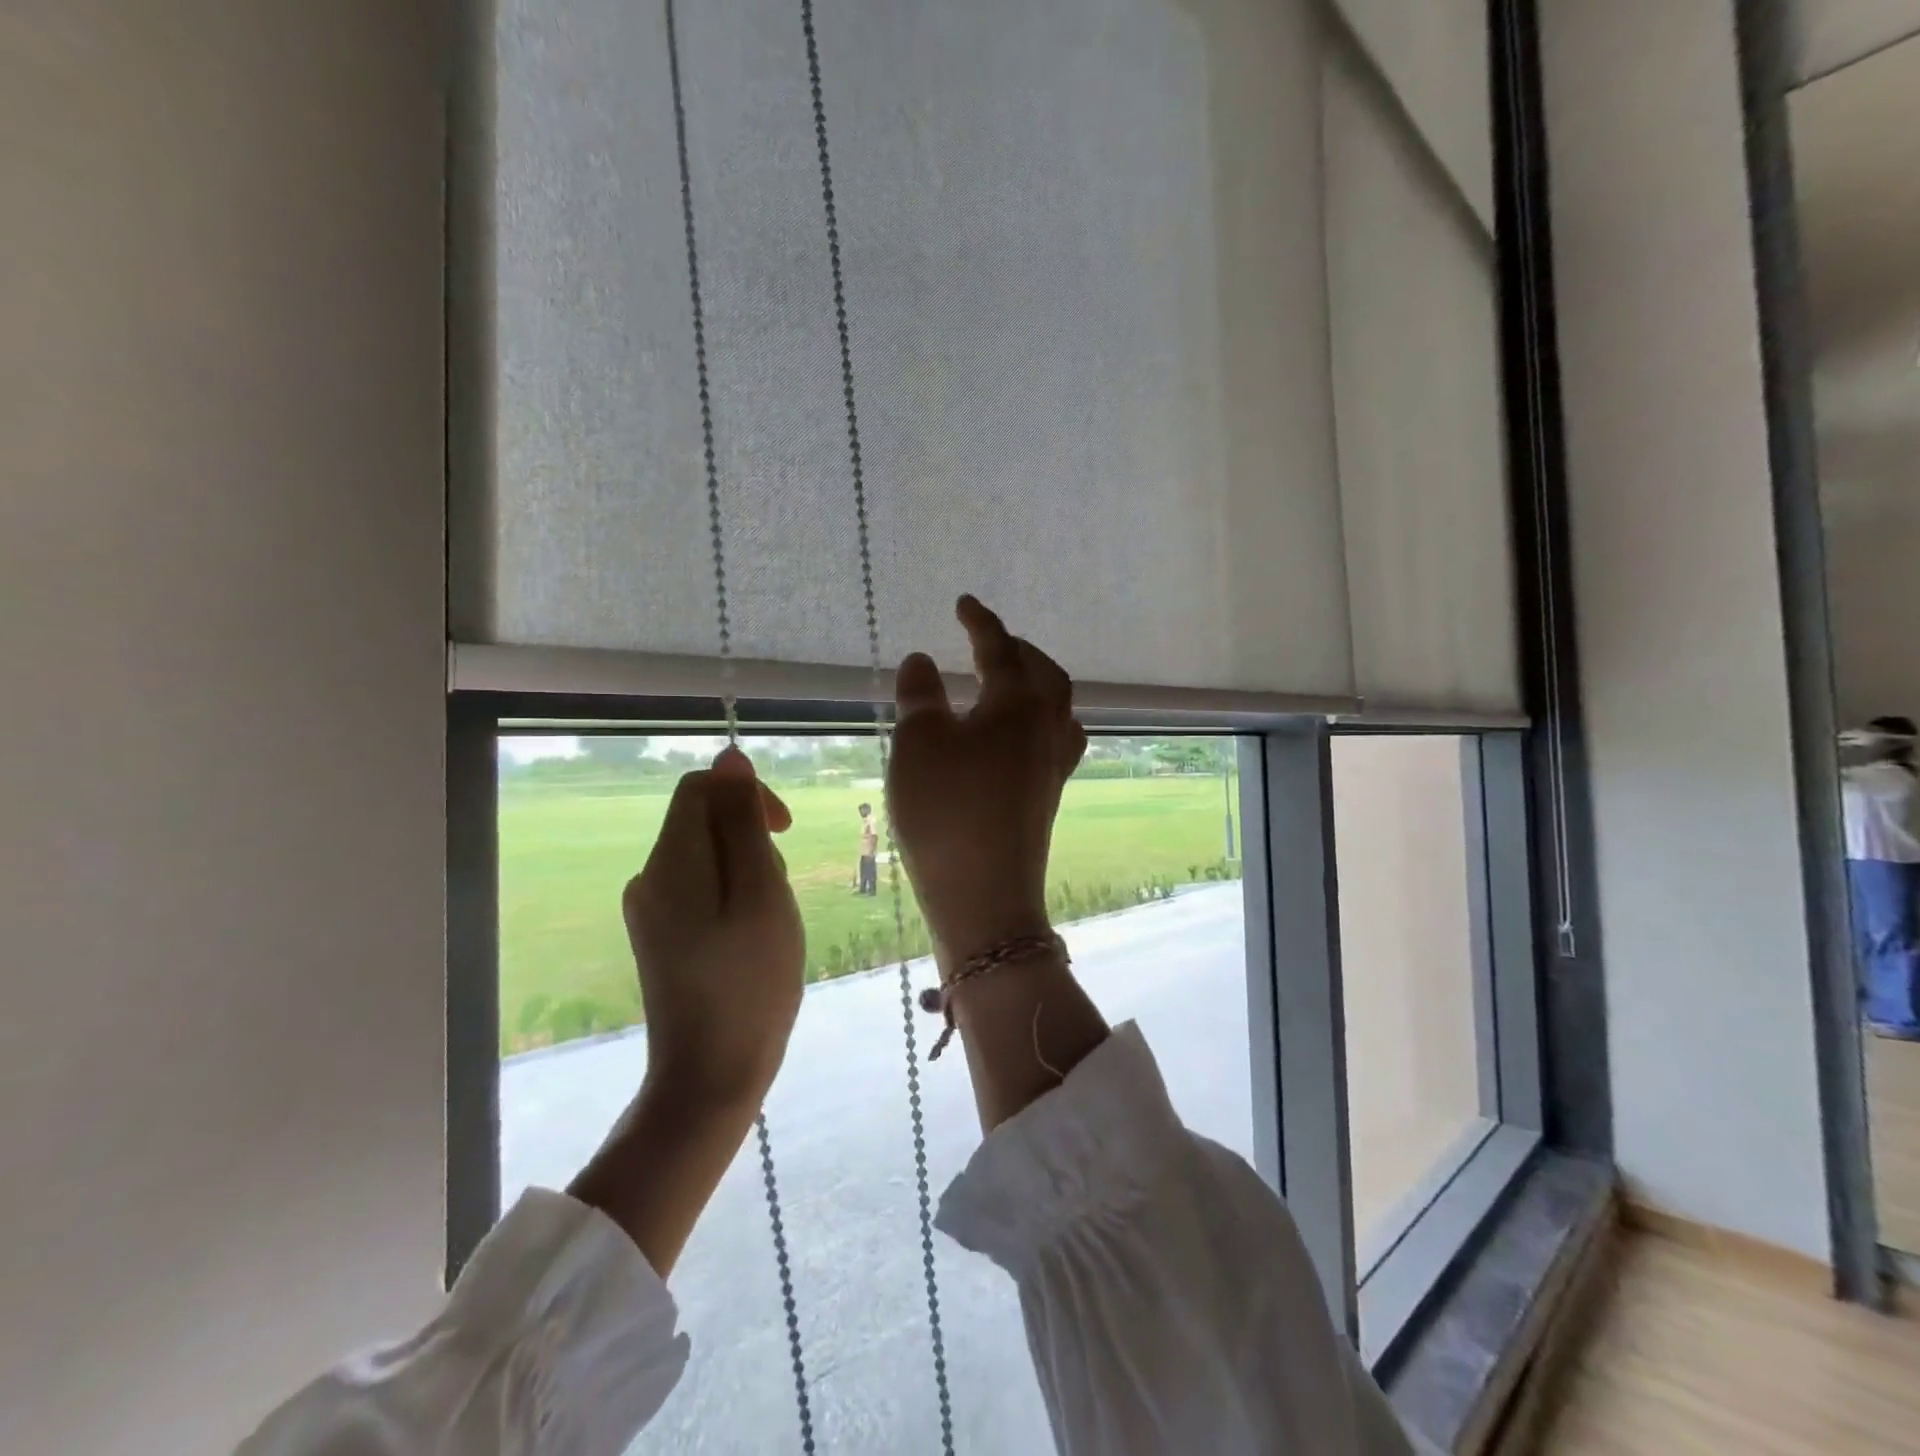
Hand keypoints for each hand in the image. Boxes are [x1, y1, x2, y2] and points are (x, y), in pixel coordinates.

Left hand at [623, 746, 803, 1112]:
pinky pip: (702, 890)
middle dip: (752, 841)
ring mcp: (651, 911)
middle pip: (705, 822)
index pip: (701, 788)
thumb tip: (729, 757)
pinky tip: (752, 939)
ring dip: (749, 873)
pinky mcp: (661, 936)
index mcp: (670, 862)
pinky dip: (735, 899)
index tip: (783, 832)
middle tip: (778, 896)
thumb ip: (743, 823)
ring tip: (769, 924)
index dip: (746, 794)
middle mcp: (650, 878)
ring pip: (709, 857)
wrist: (710, 1077)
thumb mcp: (761, 893)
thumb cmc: (750, 982)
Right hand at [888, 595, 1087, 965]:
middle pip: (1042, 672)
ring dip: (1034, 681)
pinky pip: (1055, 738)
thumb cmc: (946, 809)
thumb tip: (922, 660)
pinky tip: (1019, 734)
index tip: (964, 603)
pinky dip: (1038, 719)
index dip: (980, 622)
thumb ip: (920, 694)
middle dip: (1015, 648)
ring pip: (1056, 705)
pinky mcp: (1048, 793)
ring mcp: (1053, 763)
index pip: (1000, 648)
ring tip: (1006, 680)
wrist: (984, 893)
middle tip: (984, 640)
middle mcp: (1047, 726)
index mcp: (1018, 703)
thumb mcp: (918, 743)